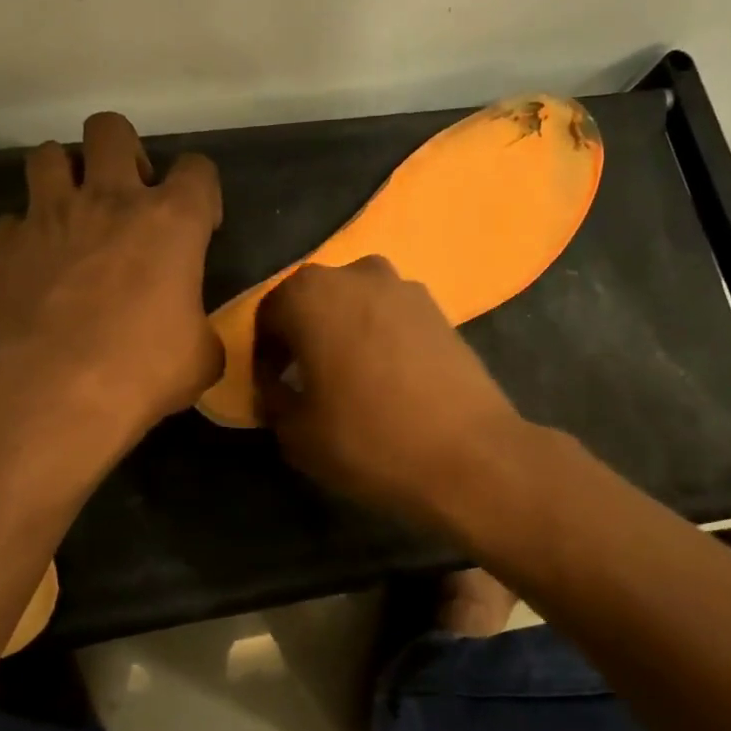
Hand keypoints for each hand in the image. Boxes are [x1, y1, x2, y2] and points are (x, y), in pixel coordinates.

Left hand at [0, 112, 222, 433]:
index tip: (199, 225)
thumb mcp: (202, 353)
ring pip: (47, 154)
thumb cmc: (148, 368)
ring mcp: (50, 216)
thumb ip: (200, 324)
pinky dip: (26, 234)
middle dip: (121, 152)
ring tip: (73, 213)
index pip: (198, 168)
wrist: (62, 390)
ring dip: (63, 177)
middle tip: (126, 195)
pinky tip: (36, 263)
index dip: (202, 191)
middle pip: (110, 129)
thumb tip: (193, 331)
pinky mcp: (6, 245)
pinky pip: (13, 221)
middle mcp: (110, 200)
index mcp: (172, 220)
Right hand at [254, 257, 525, 527]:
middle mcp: (355, 274)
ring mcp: (404, 287)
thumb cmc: (368, 440)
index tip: (269, 387)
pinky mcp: (440, 308)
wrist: (468, 456)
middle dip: (303, 336)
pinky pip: (391, 317)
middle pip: (313, 302)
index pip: (267, 316)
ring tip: (349, 379)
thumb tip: (273, 383)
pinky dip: (379, 337)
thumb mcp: (295, 432)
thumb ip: (271, 396)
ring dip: (343, 332)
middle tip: (305, 380)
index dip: (262, 354)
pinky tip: (387, 378)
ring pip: (355, 305)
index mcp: (309, 294)